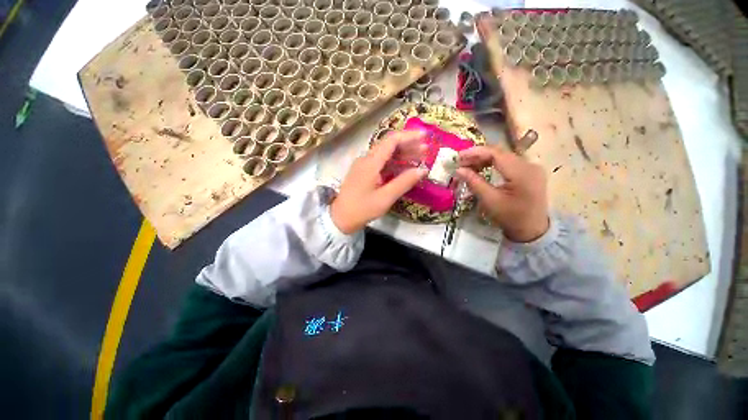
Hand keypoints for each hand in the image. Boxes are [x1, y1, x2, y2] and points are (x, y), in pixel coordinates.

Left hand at [330, 130, 427, 233]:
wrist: (341, 218)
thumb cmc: (362, 209)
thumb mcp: (385, 197)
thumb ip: (404, 182)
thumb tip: (422, 170)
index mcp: (370, 162)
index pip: (391, 141)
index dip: (409, 136)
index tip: (425, 137)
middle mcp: (366, 159)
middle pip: (389, 146)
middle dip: (408, 146)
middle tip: (426, 151)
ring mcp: (364, 166)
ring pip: (386, 154)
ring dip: (402, 155)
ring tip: (420, 159)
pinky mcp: (364, 173)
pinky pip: (381, 163)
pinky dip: (395, 164)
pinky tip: (405, 169)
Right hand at [457, 145, 549, 242]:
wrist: (531, 230)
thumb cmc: (510, 217)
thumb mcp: (490, 200)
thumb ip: (474, 182)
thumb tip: (458, 170)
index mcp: (522, 172)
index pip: (496, 153)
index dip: (475, 152)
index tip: (458, 157)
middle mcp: (530, 165)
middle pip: (500, 153)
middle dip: (477, 156)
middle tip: (460, 163)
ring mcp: (531, 167)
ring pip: (503, 156)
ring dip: (484, 160)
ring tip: (467, 167)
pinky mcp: (529, 172)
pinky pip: (508, 162)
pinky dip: (492, 164)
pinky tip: (481, 169)